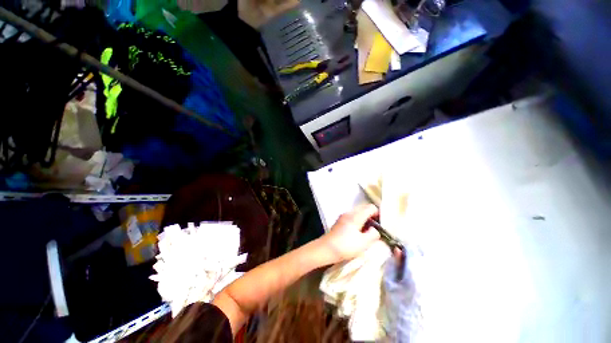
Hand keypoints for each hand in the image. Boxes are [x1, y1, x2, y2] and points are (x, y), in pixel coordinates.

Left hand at [319, 204, 380, 263]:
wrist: (327, 249)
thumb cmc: (346, 246)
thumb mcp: (364, 243)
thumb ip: (373, 234)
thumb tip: (375, 229)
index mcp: (356, 216)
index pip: (371, 207)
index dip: (379, 214)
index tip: (382, 224)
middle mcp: (349, 212)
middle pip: (364, 208)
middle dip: (372, 216)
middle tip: (377, 228)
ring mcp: (343, 216)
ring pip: (358, 212)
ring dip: (365, 219)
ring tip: (368, 231)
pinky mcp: (340, 221)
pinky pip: (352, 217)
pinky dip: (358, 221)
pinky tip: (359, 232)